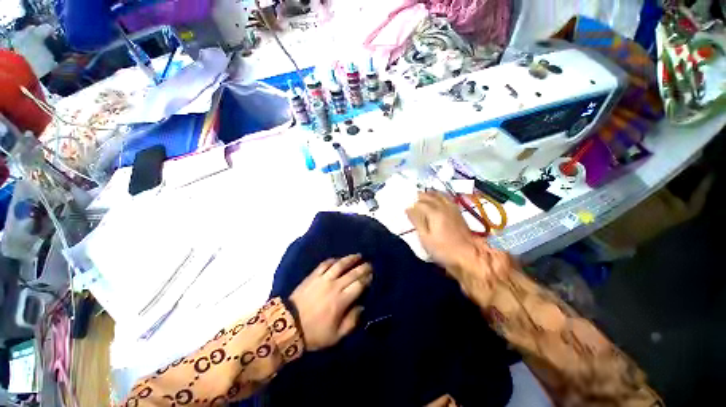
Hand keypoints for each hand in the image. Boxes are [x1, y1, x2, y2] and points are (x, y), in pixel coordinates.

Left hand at [289, 254, 371, 350]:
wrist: (288, 325)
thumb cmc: (314, 333)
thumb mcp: (335, 336)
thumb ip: (351, 322)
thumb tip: (361, 307)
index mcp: (341, 301)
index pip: (358, 285)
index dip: (367, 279)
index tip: (372, 276)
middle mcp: (334, 286)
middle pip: (352, 273)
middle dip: (363, 267)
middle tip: (369, 264)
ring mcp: (323, 279)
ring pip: (340, 265)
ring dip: (350, 259)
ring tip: (358, 255)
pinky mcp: (313, 275)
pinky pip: (325, 264)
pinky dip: (333, 260)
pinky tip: (338, 259)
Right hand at [406, 191, 480, 271]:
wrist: (469, 255)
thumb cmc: (443, 249)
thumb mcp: (425, 238)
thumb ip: (417, 221)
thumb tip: (408, 209)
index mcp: (435, 213)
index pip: (420, 203)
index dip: (412, 205)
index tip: (407, 208)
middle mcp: (444, 207)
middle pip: (430, 196)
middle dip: (421, 196)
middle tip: (413, 198)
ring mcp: (452, 209)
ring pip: (440, 195)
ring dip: (431, 194)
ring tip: (424, 195)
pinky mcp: (458, 213)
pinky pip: (447, 199)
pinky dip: (440, 196)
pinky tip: (438, 199)